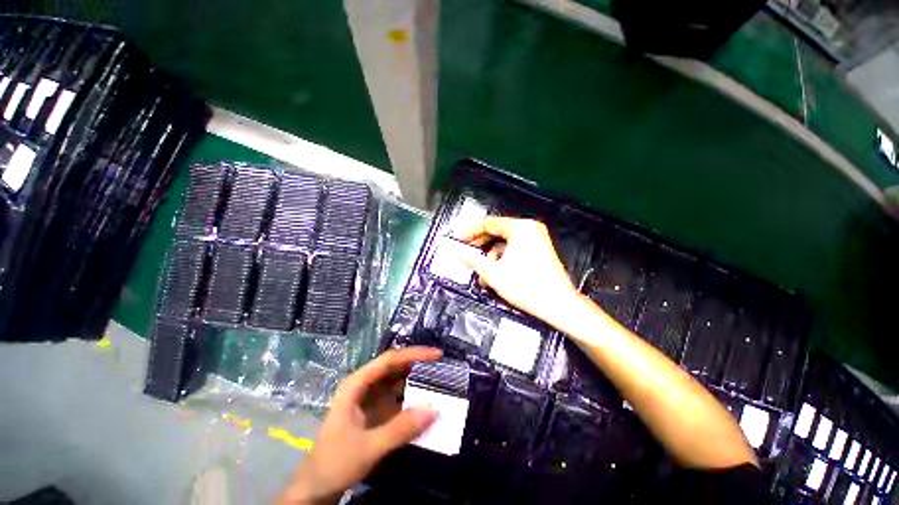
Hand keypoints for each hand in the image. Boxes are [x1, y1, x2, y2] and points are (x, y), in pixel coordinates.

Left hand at [278, 347, 442, 504]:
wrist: (316, 489)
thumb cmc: (334, 462)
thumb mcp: (368, 447)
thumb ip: (400, 429)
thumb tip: (434, 409)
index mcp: (357, 384)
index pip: (389, 360)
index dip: (414, 354)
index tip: (437, 354)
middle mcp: (365, 386)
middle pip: (395, 368)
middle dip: (418, 365)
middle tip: (443, 367)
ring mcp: (371, 399)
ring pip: (398, 382)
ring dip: (418, 382)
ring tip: (440, 381)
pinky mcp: (376, 413)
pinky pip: (399, 400)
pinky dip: (413, 400)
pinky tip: (427, 403)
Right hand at [455, 216, 579, 326]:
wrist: (558, 305)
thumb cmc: (528, 287)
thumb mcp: (493, 273)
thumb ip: (473, 260)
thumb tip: (461, 253)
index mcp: (520, 228)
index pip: (488, 224)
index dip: (470, 232)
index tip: (459, 239)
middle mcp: (530, 229)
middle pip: (497, 232)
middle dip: (481, 247)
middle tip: (468, 254)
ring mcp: (537, 239)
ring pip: (505, 243)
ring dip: (491, 258)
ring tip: (483, 274)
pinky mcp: (539, 249)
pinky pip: (515, 249)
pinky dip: (503, 260)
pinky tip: (496, 275)